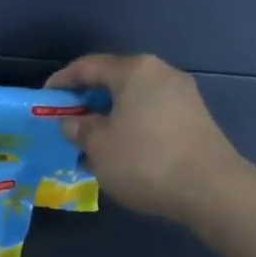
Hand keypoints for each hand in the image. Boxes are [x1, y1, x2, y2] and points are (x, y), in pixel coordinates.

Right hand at [46, 54, 251, 224]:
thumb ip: (79, 129)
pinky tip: (120, 155)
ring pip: (133, 101)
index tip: (44, 100)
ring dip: (109, 119)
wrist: (211, 189)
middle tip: (66, 124)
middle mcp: (161, 74)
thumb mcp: (98, 146)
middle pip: (113, 82)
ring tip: (90, 146)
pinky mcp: (195, 120)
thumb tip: (75, 124)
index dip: (62, 82)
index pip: (88, 66)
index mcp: (135, 71)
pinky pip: (151, 116)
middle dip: (87, 103)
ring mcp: (183, 96)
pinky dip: (130, 129)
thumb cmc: (145, 160)